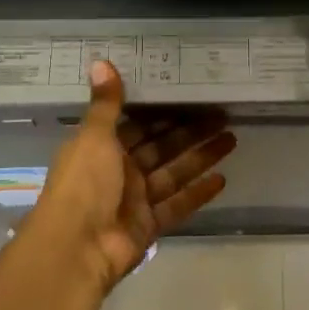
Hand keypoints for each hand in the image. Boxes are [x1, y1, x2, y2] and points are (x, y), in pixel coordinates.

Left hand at [26, 61, 236, 290]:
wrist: (76, 248)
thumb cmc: (83, 184)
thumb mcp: (94, 137)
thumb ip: (106, 103)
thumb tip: (101, 61)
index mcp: (101, 147)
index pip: (137, 124)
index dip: (163, 111)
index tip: (191, 96)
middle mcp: (118, 171)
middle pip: (161, 146)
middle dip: (190, 131)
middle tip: (223, 114)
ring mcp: (135, 200)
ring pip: (174, 172)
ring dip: (201, 157)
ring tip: (232, 139)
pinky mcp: (149, 225)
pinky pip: (177, 205)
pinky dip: (198, 193)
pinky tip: (222, 179)